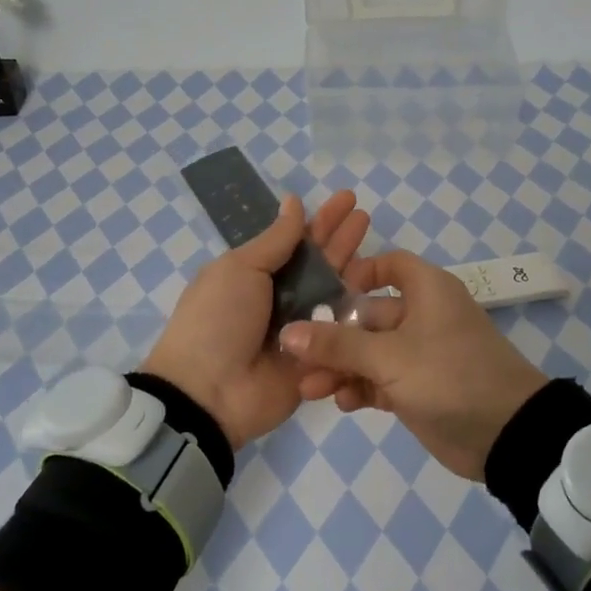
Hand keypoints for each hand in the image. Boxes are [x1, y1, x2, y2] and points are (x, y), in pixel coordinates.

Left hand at [142, 191, 370, 449]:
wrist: (210, 392)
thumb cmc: (218, 320)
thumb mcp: (240, 269)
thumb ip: (275, 240)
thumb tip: (292, 202)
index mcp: (257, 275)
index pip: (297, 241)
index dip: (322, 220)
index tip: (347, 199)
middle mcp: (282, 298)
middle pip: (320, 263)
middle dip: (342, 239)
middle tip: (366, 215)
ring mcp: (302, 329)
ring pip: (336, 294)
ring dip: (356, 270)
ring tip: (379, 247)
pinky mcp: (318, 359)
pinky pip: (343, 332)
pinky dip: (359, 313)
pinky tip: (381, 290)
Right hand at [279, 250, 547, 480]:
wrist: (508, 435)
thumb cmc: (450, 375)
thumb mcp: (390, 357)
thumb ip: (337, 345)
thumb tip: (288, 332)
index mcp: (427, 291)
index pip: (389, 266)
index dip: (358, 274)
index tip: (324, 294)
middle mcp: (423, 316)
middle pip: (368, 315)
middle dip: (333, 337)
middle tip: (297, 358)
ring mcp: (421, 354)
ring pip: (370, 352)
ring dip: (341, 367)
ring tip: (309, 389)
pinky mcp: (419, 388)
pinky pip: (381, 380)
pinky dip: (361, 388)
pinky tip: (342, 403)